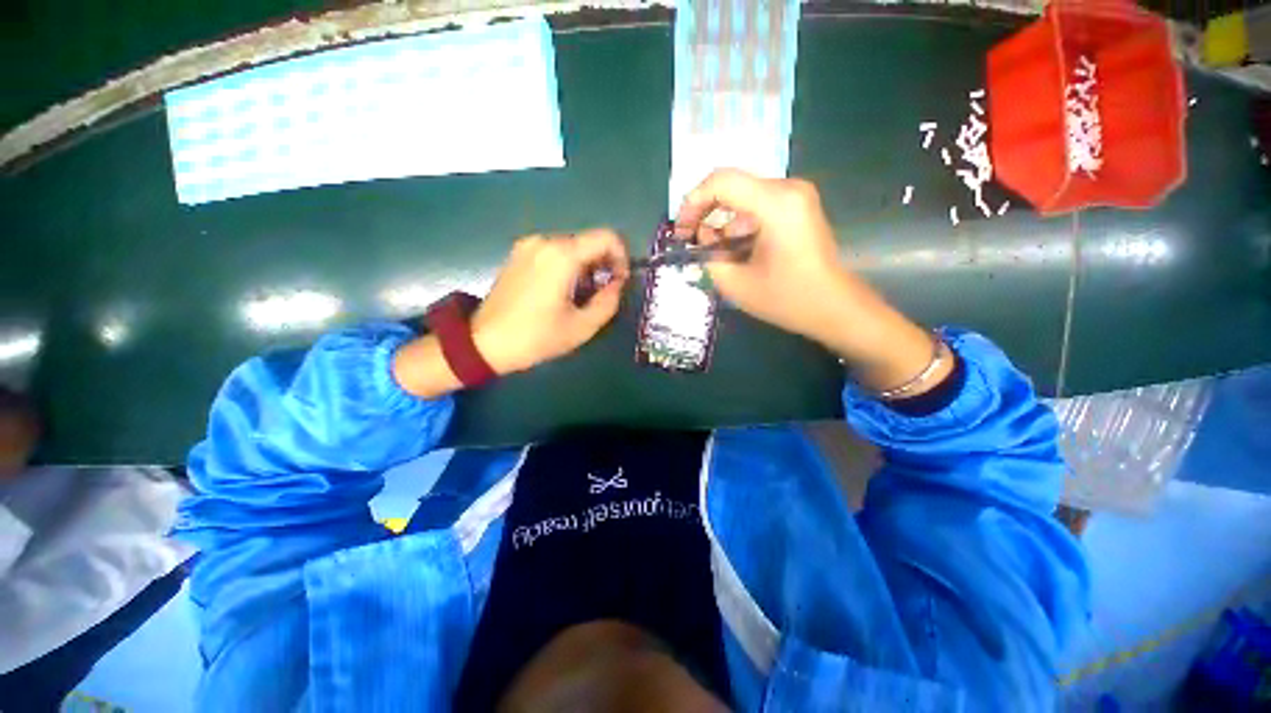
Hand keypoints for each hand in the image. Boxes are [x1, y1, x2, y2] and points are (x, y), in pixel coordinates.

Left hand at [472, 230, 629, 374]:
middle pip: (589, 241)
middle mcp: (545, 241)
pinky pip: (554, 252)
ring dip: (585, 267)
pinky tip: (561, 291)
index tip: (619, 282)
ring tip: (580, 297)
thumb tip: (617, 284)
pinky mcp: (518, 254)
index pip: (607, 237)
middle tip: (601, 294)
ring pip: (572, 247)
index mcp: (562, 255)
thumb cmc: (536, 337)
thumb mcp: (582, 327)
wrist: (484, 342)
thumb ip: (609, 301)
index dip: (622, 257)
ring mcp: (528, 245)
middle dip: (603, 265)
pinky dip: (568, 266)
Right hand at [674, 169, 846, 342]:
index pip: (721, 181)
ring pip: (743, 198)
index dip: (692, 202)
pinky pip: (758, 206)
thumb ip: (709, 255)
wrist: (834, 307)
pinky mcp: (798, 206)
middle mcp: (788, 189)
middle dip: (705, 212)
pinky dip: (740, 225)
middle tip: (691, 240)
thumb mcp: (735, 283)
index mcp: (776, 204)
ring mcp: (796, 195)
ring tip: (716, 253)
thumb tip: (702, 236)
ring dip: (723, 222)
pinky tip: (736, 250)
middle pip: (732, 186)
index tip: (681, 231)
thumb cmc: (787, 299)